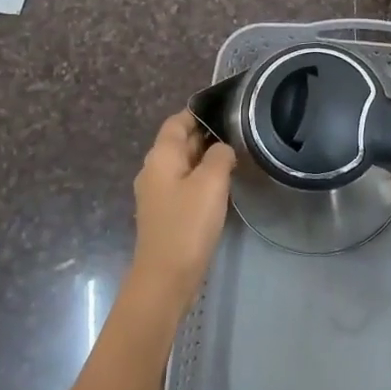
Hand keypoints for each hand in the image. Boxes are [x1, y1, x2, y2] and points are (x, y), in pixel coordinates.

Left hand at [130, 110, 237, 309]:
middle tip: (237, 135)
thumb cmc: (188, 225)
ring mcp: (156, 194)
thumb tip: (221, 149)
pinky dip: (200, 181)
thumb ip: (219, 156)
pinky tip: (220, 189)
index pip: (177, 121)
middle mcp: (153, 170)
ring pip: (182, 165)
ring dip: (205, 161)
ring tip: (234, 159)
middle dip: (205, 136)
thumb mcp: (211, 183)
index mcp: (160, 156)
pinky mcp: (164, 214)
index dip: (199, 114)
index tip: (226, 112)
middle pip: (179, 142)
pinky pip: (183, 186)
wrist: (166, 277)